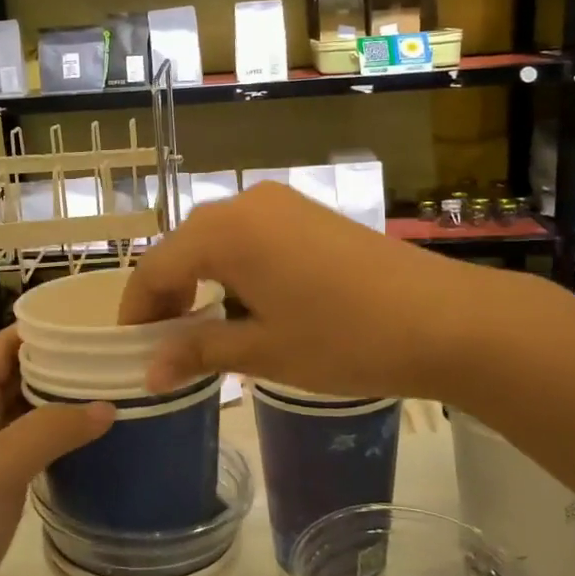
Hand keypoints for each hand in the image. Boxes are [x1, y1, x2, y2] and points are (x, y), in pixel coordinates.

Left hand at [0, 328, 113, 575]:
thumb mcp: (1, 466)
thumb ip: (53, 428)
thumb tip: (109, 405)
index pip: (7, 342)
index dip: (46, 328)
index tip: (95, 321)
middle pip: (20, 371)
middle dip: (63, 362)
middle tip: (117, 356)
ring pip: (28, 408)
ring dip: (64, 399)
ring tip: (116, 389)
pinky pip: (32, 443)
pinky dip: (60, 434)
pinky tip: (95, 439)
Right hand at [119, 182, 503, 399]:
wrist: (445, 319)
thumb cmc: (344, 339)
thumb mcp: (263, 351)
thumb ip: (198, 351)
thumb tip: (148, 372)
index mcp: (223, 232)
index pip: (155, 268)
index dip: (137, 310)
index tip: (129, 348)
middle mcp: (246, 203)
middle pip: (183, 247)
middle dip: (166, 294)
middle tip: (163, 344)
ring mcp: (282, 203)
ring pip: (216, 238)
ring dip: (199, 278)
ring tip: (200, 327)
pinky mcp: (309, 212)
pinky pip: (250, 233)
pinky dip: (232, 265)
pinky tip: (245, 301)